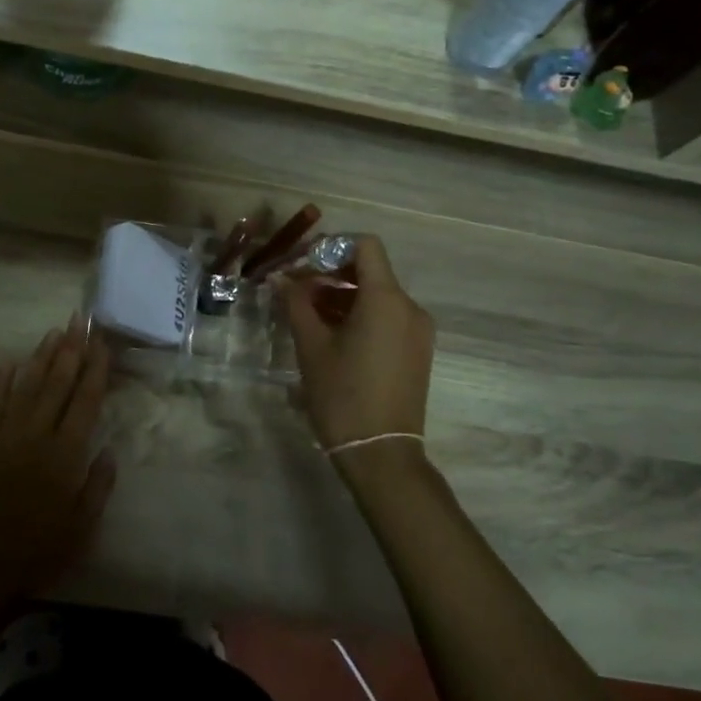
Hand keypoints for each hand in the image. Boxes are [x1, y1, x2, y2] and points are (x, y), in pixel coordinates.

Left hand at [0, 318, 116, 612]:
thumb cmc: (34, 554)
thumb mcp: (80, 531)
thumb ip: (98, 487)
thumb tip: (110, 450)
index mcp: (65, 455)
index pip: (85, 401)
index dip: (95, 369)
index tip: (102, 343)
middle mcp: (36, 435)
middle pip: (57, 383)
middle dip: (71, 349)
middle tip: (80, 320)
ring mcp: (4, 436)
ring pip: (26, 386)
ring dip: (41, 357)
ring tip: (53, 332)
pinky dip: (0, 381)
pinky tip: (9, 363)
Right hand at [280, 237, 434, 452]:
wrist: (382, 455)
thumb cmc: (343, 395)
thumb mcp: (312, 346)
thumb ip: (296, 304)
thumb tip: (282, 279)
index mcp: (386, 299)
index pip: (366, 245)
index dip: (333, 246)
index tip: (304, 265)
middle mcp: (409, 307)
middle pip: (371, 270)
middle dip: (332, 273)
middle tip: (297, 290)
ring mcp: (418, 331)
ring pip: (378, 295)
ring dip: (343, 296)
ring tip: (308, 315)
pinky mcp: (417, 351)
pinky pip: (388, 317)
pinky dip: (360, 315)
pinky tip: (332, 335)